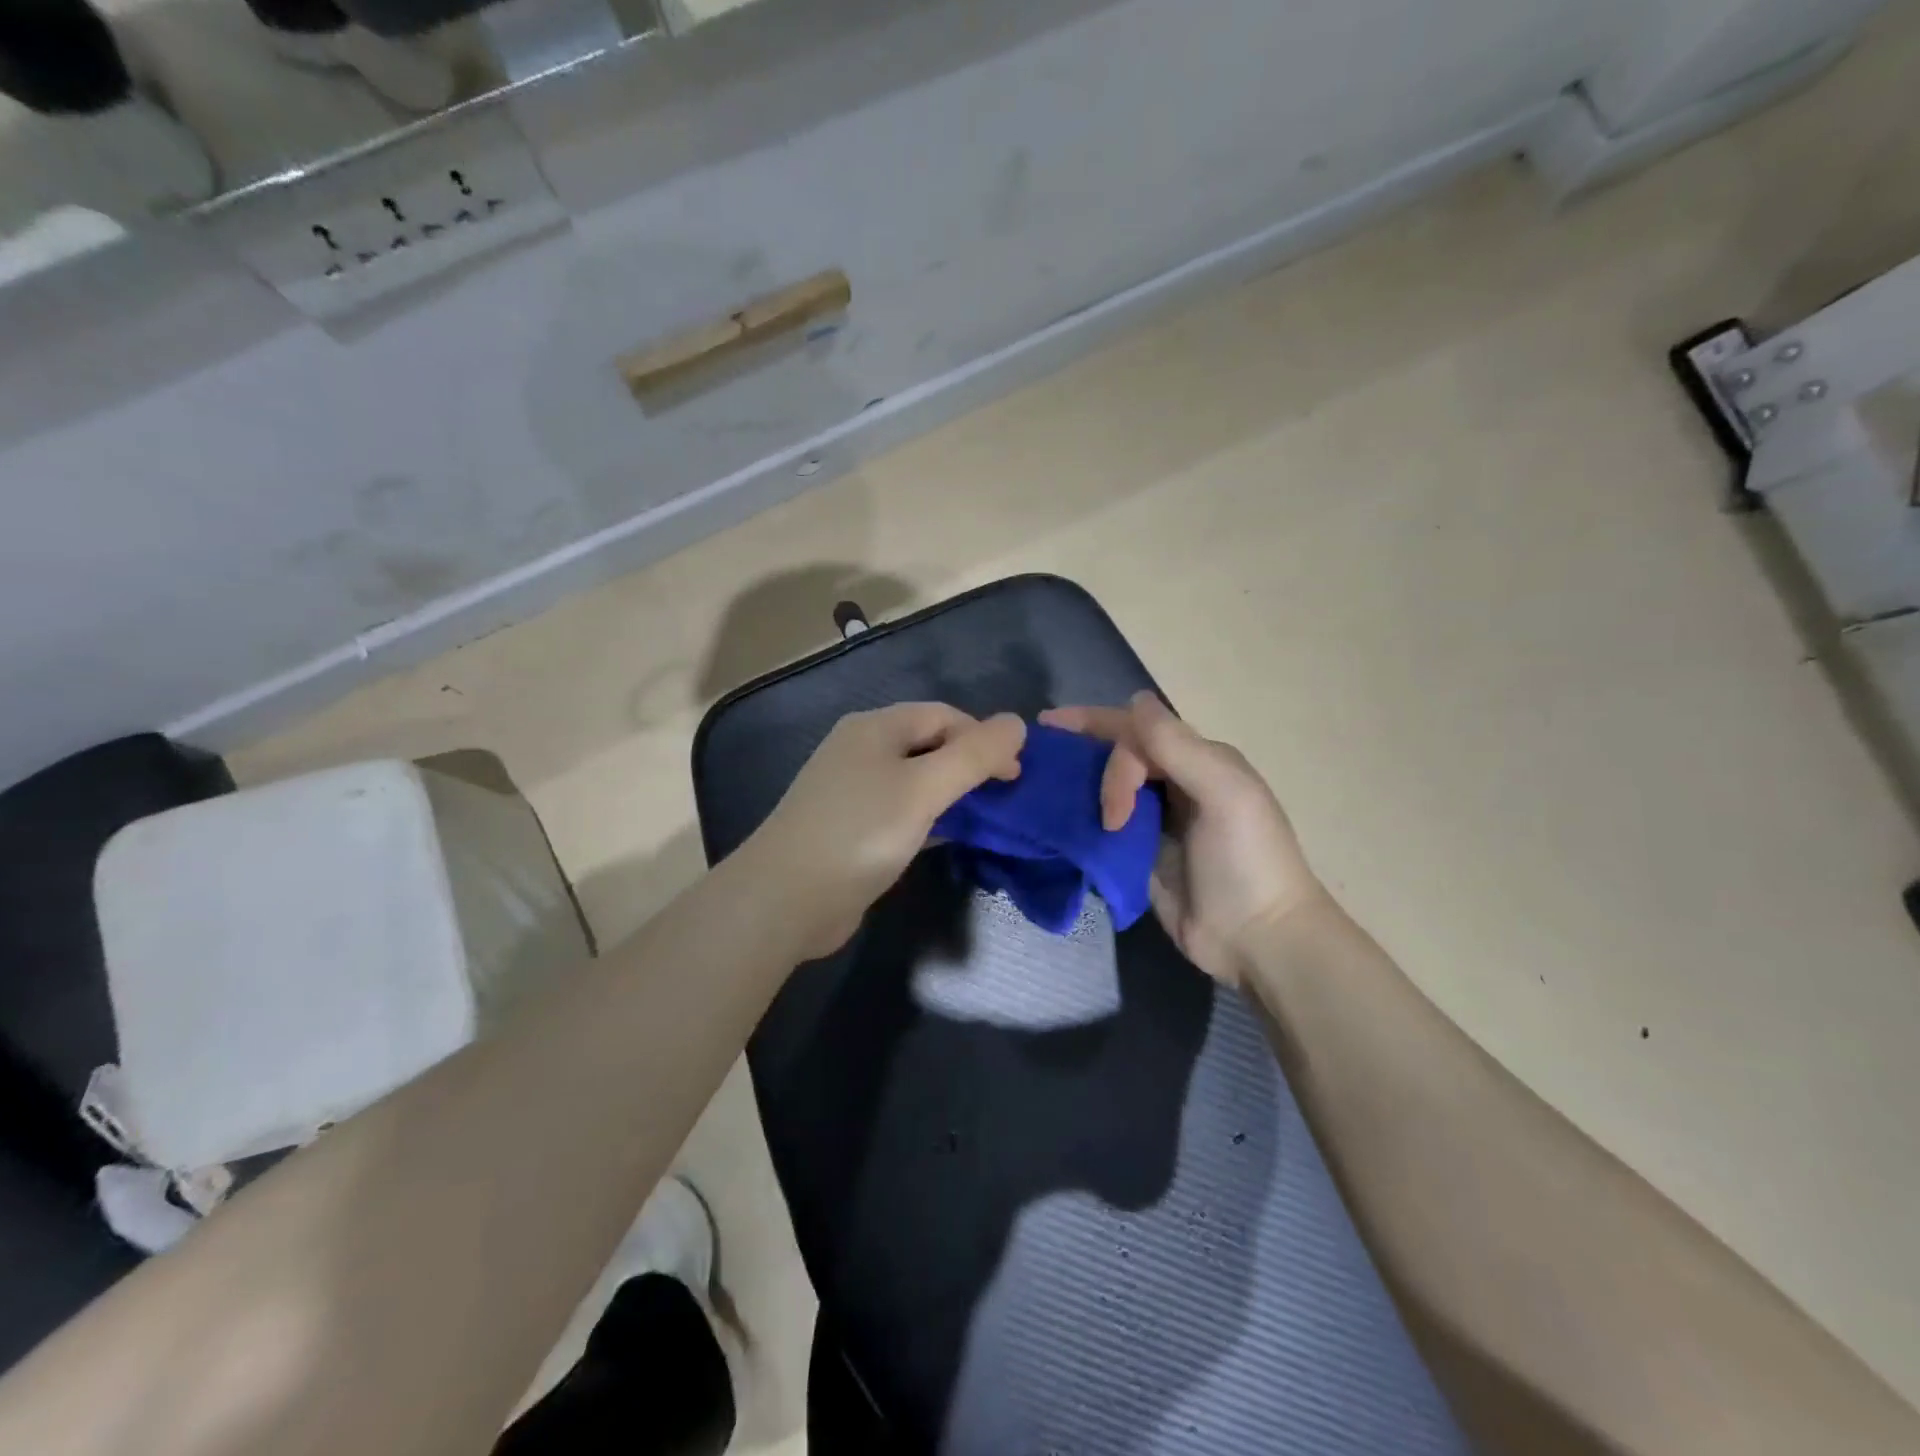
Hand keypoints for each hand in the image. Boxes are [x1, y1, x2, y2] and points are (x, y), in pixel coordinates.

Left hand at [745, 703, 1025, 959]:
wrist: (785, 899)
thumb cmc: (860, 832)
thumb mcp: (924, 789)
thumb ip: (974, 755)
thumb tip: (1018, 722)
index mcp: (875, 727)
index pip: (944, 715)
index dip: (983, 738)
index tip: (1015, 775)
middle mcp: (862, 750)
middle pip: (929, 745)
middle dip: (970, 765)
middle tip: (1005, 798)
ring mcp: (853, 791)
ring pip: (916, 781)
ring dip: (952, 794)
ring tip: (987, 818)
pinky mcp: (852, 828)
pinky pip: (902, 811)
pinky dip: (930, 819)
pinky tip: (950, 837)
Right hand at [1040, 692, 1325, 985]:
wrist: (1256, 939)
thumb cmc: (1246, 860)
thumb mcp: (1224, 794)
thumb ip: (1179, 748)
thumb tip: (1135, 699)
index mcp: (1198, 761)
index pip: (1138, 731)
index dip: (1096, 724)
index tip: (1050, 727)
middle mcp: (1175, 784)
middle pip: (1118, 755)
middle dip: (1082, 752)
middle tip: (1043, 762)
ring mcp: (1155, 822)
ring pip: (1106, 788)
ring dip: (1077, 784)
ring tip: (1038, 786)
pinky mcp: (1137, 856)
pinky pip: (1102, 828)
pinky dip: (1079, 820)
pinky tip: (1053, 820)